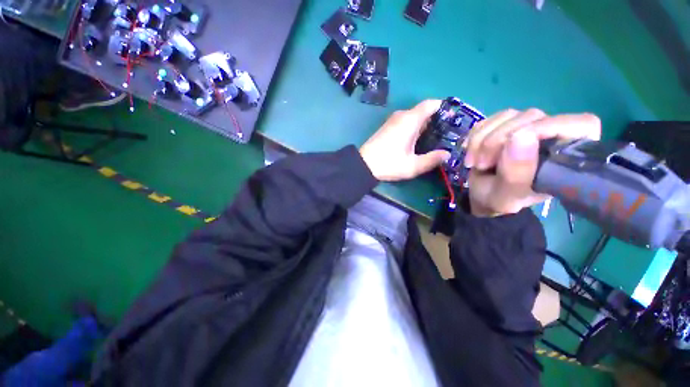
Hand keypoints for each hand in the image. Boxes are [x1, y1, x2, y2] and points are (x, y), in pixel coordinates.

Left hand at [360, 100, 450, 180]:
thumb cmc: (388, 164)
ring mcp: (393, 121)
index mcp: (410, 120)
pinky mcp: (388, 127)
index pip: (431, 104)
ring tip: (437, 139)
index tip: (454, 119)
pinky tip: (419, 141)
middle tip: (449, 133)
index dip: (444, 108)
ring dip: (426, 125)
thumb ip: (432, 159)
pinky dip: (416, 128)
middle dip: (437, 120)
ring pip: (415, 117)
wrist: (363, 165)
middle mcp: (402, 116)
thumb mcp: (412, 166)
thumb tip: (447, 154)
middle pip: (424, 111)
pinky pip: (406, 122)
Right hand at [465, 109, 600, 216]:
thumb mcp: (508, 194)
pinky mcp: (505, 125)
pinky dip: (474, 136)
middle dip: (497, 141)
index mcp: (567, 156)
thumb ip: (517, 172)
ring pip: (507, 116)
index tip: (513, 146)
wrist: (482, 194)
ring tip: (474, 162)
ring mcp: (527, 127)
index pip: (579, 124)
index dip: (547, 128)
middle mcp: (552, 135)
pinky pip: (489, 120)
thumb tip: (521, 136)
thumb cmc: (501, 199)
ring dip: (481, 140)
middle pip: (532, 117)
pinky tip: (469, 151)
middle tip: (481, 164)